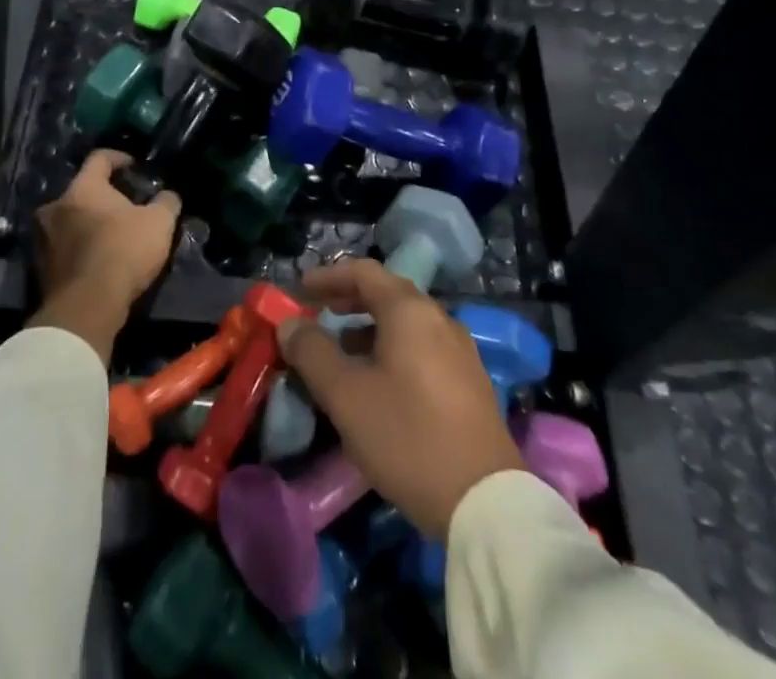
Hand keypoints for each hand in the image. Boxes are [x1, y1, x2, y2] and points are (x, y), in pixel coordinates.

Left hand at [29, 149, 180, 361]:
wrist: (86, 307)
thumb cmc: (123, 251)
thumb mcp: (159, 223)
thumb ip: (166, 202)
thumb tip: (168, 195)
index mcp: (82, 188)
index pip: (99, 158)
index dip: (119, 158)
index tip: (134, 166)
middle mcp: (55, 206)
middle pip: (81, 191)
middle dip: (103, 197)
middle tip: (125, 206)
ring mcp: (42, 238)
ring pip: (69, 220)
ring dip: (88, 223)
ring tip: (112, 235)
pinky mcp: (39, 268)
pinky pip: (63, 247)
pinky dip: (80, 248)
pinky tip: (99, 259)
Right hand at [279, 259, 523, 537]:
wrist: (486, 502)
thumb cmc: (407, 437)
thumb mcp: (346, 396)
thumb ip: (313, 353)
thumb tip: (289, 324)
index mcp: (410, 311)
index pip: (364, 272)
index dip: (329, 276)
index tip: (301, 290)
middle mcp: (439, 319)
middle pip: (388, 293)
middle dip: (349, 300)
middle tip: (319, 314)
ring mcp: (460, 350)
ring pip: (407, 322)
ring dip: (370, 327)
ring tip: (342, 352)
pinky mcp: (470, 382)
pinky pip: (423, 346)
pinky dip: (393, 348)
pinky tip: (379, 382)